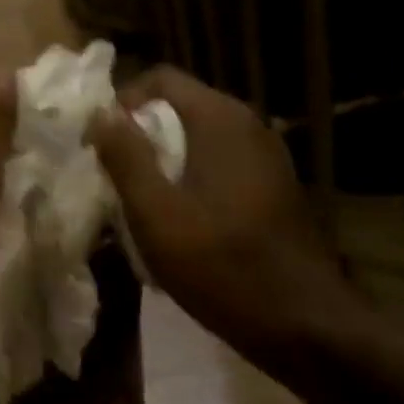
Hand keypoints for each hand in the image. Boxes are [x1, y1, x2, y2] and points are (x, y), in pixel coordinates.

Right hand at [88, 66, 366, 355]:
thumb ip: (126, 159)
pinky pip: (220, 161)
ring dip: (164, 159)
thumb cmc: (222, 266)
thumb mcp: (157, 215)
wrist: (304, 324)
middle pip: (179, 106)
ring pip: (198, 137)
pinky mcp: (273, 183)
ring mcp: (266, 154)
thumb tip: (101, 114)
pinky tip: (180, 220)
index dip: (121, 103)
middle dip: (140, 135)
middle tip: (113, 177)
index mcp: (220, 119)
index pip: (160, 79)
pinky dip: (191, 176)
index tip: (99, 145)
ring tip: (140, 201)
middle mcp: (248, 124)